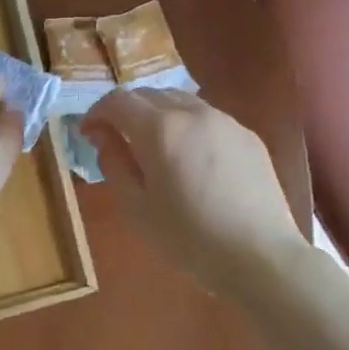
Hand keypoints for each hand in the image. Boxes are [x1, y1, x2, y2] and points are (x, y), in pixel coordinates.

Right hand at [83, 89, 305, 298]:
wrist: (260, 255)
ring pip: (180, 101)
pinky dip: (186, 125)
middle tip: (116, 140)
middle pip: (149, 94)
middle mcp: (192, 112)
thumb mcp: (137, 208)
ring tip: (153, 146)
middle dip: (125, 111)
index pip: (118, 101)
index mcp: (160, 129)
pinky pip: (207, 118)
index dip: (96, 113)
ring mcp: (225, 121)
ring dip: (157, 114)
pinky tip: (190, 158)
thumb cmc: (189, 238)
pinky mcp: (247, 135)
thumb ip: (114, 163)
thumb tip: (103, 136)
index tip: (88, 134)